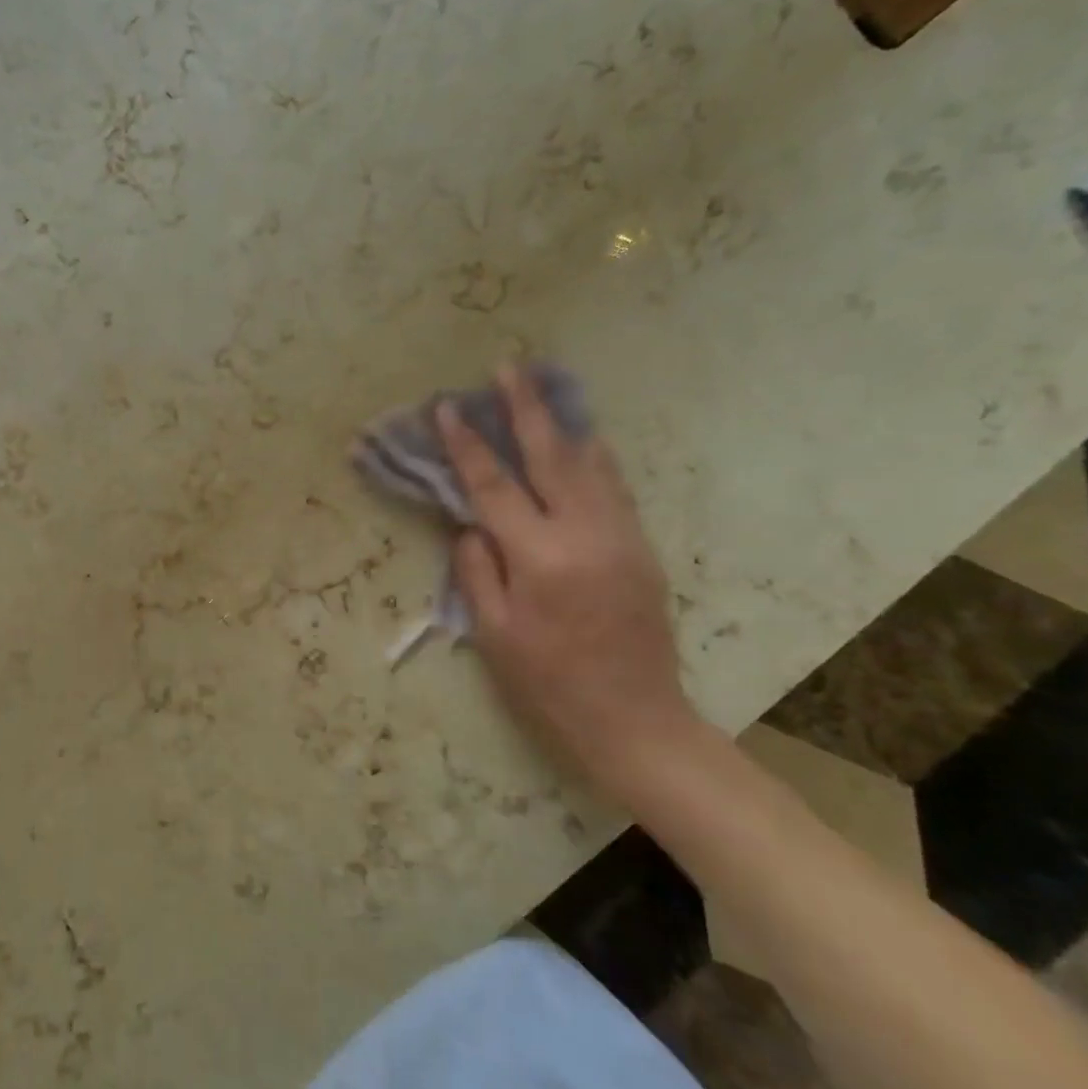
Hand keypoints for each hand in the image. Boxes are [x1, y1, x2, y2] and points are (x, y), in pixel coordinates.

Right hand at [438, 366, 698, 803]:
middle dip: (526, 408)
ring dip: (563, 422)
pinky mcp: (640, 547)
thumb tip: (469, 525)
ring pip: (591, 463)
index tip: (447, 408)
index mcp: (540, 558)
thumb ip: (477, 570)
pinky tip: (581, 440)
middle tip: (509, 368)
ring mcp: (621, 537)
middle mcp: (586, 535)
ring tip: (544, 388)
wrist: (634, 720)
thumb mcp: (493, 632)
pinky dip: (592, 456)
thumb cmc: (548, 683)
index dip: (467, 445)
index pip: (494, 487)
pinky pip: (613, 487)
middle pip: (551, 456)